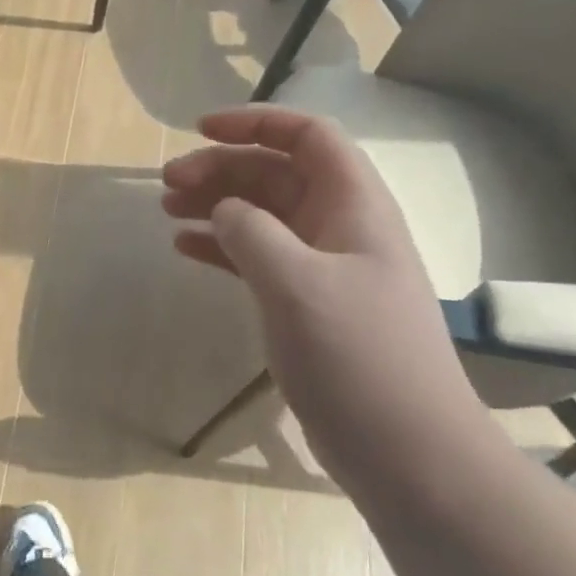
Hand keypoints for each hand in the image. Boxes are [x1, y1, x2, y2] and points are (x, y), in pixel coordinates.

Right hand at [161, 108, 482, 482]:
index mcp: (353, 206)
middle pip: (275, 174)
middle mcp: (340, 227)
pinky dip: (221, 247)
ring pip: (262, 215)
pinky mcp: (306, 305)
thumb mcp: (297, 283)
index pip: (307, 137)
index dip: (255, 123)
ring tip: (167, 211)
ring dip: (215, 205)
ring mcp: (323, 268)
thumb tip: (224, 210)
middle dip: (221, 169)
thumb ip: (252, 232)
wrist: (408, 452)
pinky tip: (186, 248)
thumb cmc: (358, 357)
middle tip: (167, 185)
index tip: (200, 131)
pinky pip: (257, 257)